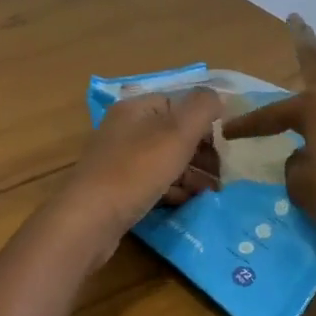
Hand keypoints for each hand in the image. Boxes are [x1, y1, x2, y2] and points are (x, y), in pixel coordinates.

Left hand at [56, 87, 223, 255]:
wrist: (90, 219)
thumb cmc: (137, 170)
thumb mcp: (177, 132)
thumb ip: (202, 108)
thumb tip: (219, 96)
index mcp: (135, 108)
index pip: (178, 104)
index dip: (204, 122)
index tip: (225, 145)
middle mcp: (125, 129)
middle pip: (173, 134)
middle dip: (201, 153)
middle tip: (222, 174)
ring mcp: (118, 161)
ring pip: (165, 161)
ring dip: (191, 174)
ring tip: (211, 192)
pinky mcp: (117, 189)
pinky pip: (152, 183)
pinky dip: (173, 190)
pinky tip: (187, 202)